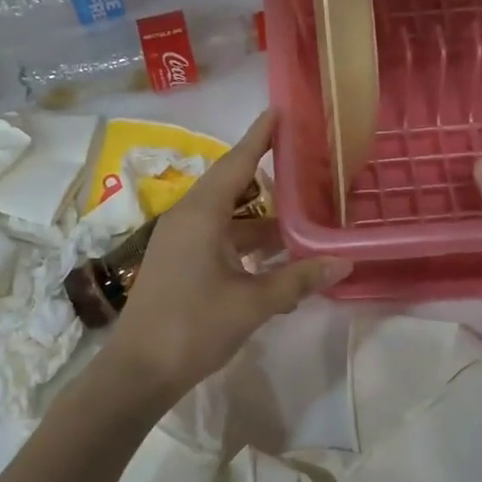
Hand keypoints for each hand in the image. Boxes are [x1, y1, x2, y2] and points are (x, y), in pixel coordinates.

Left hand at [109, 110, 348, 397]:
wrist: (139, 370)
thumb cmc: (194, 327)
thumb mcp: (252, 303)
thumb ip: (298, 279)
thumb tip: (343, 261)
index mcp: (201, 214)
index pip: (236, 162)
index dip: (260, 136)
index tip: (280, 111)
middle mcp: (187, 218)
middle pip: (231, 185)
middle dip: (266, 176)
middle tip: (303, 163)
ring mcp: (179, 241)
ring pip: (226, 217)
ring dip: (260, 219)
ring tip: (301, 216)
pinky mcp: (178, 262)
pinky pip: (217, 238)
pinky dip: (245, 242)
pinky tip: (275, 258)